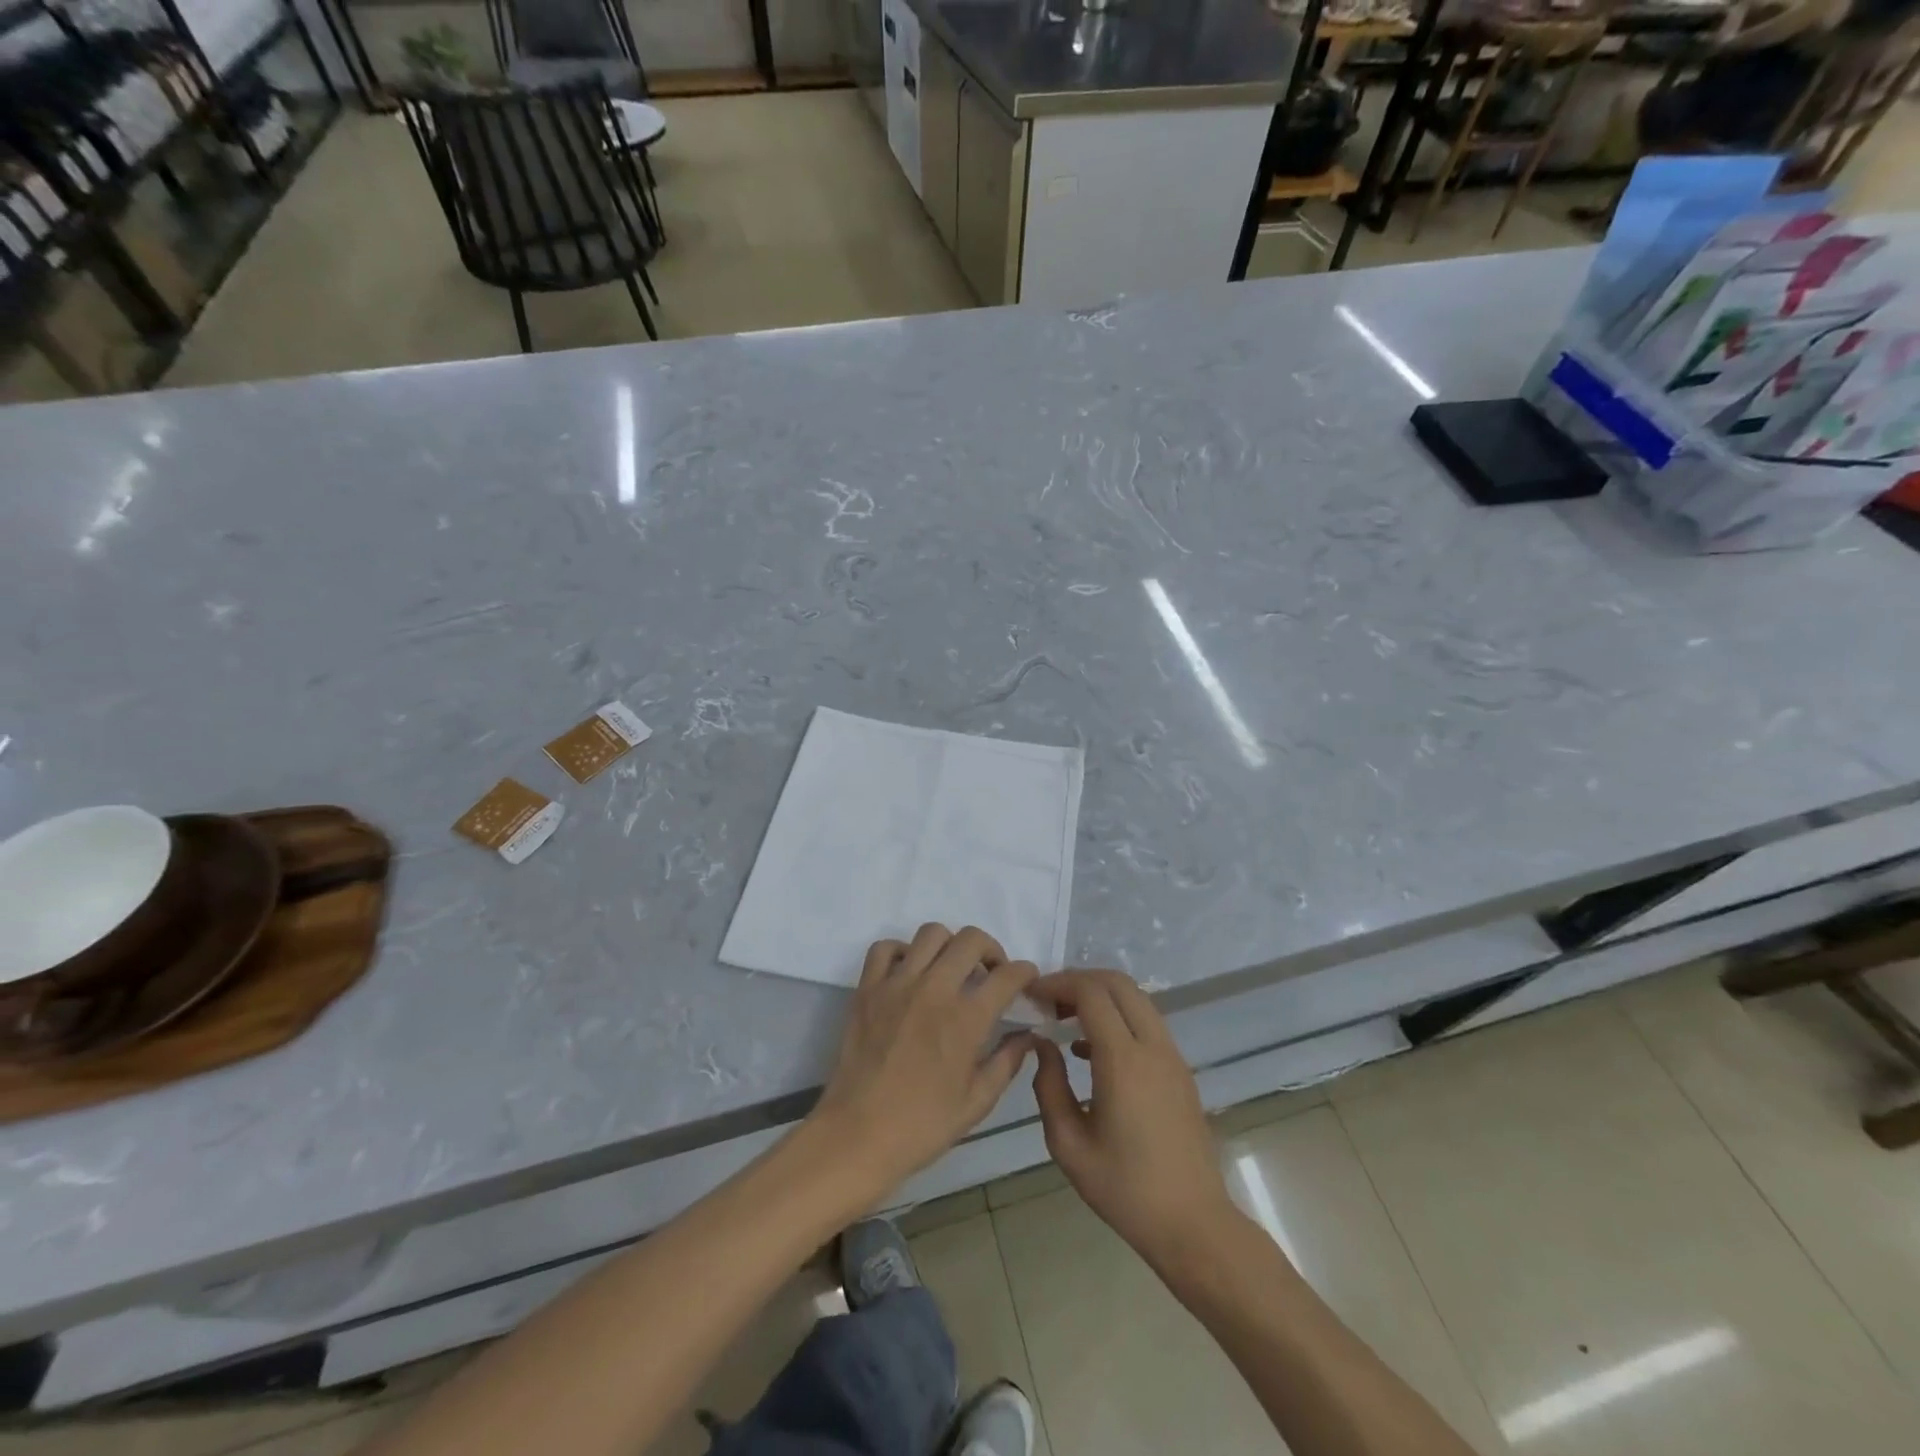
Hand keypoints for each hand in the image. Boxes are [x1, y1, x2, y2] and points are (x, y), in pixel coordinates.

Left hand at [810, 925, 1037, 1202]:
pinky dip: (902, 952)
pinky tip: (910, 973)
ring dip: (949, 945)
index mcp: (966, 1019)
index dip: (1025, 973)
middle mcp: (934, 990)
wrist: (857, 1135)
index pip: (1007, 976)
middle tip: (990, 973)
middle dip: (991, 950)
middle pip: (971, 939)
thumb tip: (1027, 1036)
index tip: (1026, 980)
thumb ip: (1007, 1062)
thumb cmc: (922, 1126)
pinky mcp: (868, 988)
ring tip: (950, 969)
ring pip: (931, 933)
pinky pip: (885, 948)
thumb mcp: (977, 1102)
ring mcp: (897, 984)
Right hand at [1030, 970, 1236, 1268]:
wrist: (1193, 1224)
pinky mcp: (1180, 1070)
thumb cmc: (1125, 1190)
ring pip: (1135, 998)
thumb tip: (1042, 1044)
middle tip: (1048, 1000)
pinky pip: (1146, 1022)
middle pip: (1117, 983)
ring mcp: (1172, 1056)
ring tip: (1065, 1019)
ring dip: (1100, 996)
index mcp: (1123, 1061)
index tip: (1032, 994)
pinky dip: (1118, 1016)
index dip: (1058, 984)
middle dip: (1079, 980)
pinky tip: (1091, 1049)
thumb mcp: (1069, 1144)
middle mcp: (1152, 1046)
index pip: (1090, 993)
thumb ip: (1049, 1086)